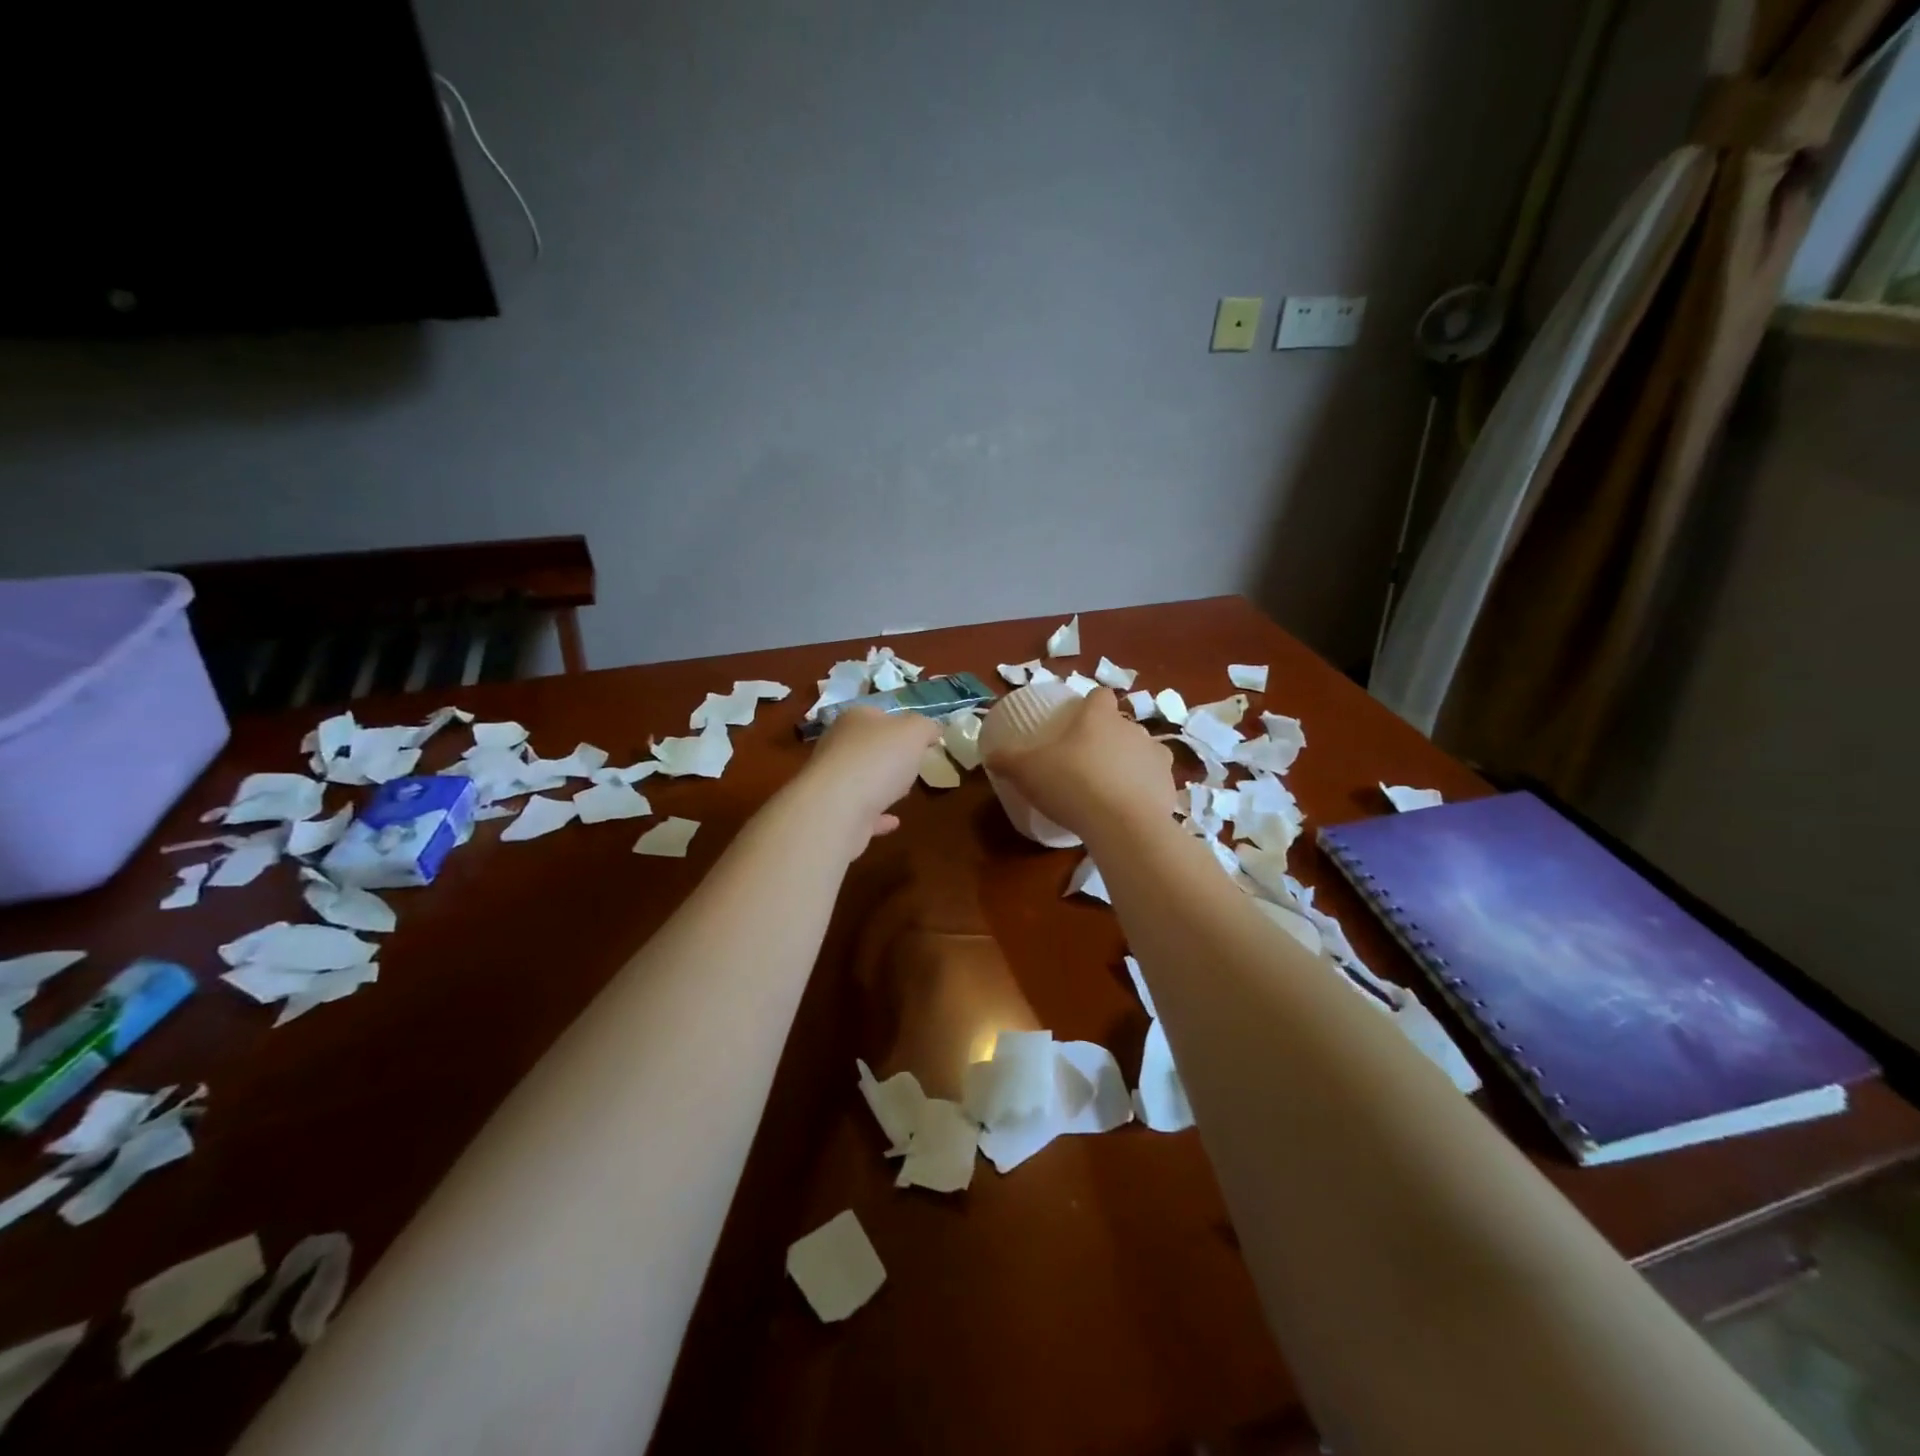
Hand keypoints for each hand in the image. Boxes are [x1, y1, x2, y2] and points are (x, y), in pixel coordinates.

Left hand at [800, 706, 941, 854]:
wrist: (837, 808)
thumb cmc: (878, 759)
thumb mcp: (915, 732)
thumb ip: (926, 727)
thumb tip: (932, 729)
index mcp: (854, 719)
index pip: (878, 714)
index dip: (901, 723)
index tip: (921, 739)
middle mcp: (837, 746)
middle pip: (867, 746)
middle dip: (888, 755)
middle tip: (913, 764)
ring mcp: (832, 781)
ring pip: (861, 778)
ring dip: (880, 784)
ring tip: (903, 791)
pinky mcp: (833, 813)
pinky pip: (860, 811)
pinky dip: (876, 816)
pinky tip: (893, 822)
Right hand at [984, 689, 1174, 839]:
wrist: (1123, 825)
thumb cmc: (1072, 784)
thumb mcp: (1026, 770)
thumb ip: (1007, 759)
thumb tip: (990, 754)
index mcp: (1100, 717)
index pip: (1100, 696)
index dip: (1090, 705)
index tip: (1078, 720)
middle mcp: (1133, 730)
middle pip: (1122, 726)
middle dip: (1107, 739)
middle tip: (1085, 762)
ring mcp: (1157, 758)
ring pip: (1142, 753)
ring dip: (1129, 764)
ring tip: (1109, 788)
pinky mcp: (1170, 788)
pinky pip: (1154, 784)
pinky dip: (1143, 793)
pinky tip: (1126, 812)